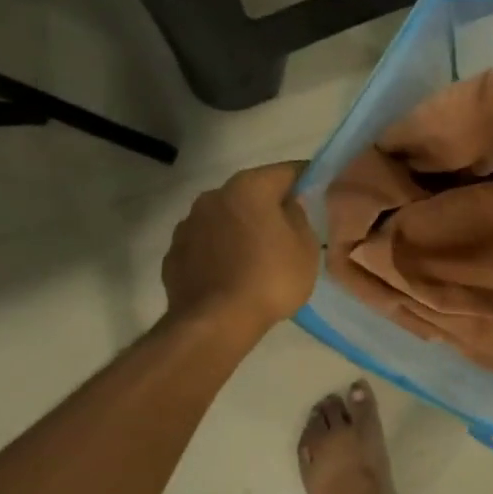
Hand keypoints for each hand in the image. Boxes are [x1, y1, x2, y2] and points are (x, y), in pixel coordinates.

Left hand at [161, 162, 318, 333]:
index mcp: (249, 187)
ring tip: (258, 255)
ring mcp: (188, 224)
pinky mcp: (174, 253)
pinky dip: (220, 251)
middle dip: (269, 206)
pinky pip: (206, 244)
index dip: (306, 179)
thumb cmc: (270, 278)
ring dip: (241, 228)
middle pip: (251, 193)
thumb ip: (299, 216)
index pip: (286, 171)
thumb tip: (288, 205)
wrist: (215, 322)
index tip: (318, 192)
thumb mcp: (305, 247)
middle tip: (289, 229)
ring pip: (225, 218)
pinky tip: (232, 273)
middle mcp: (213, 196)